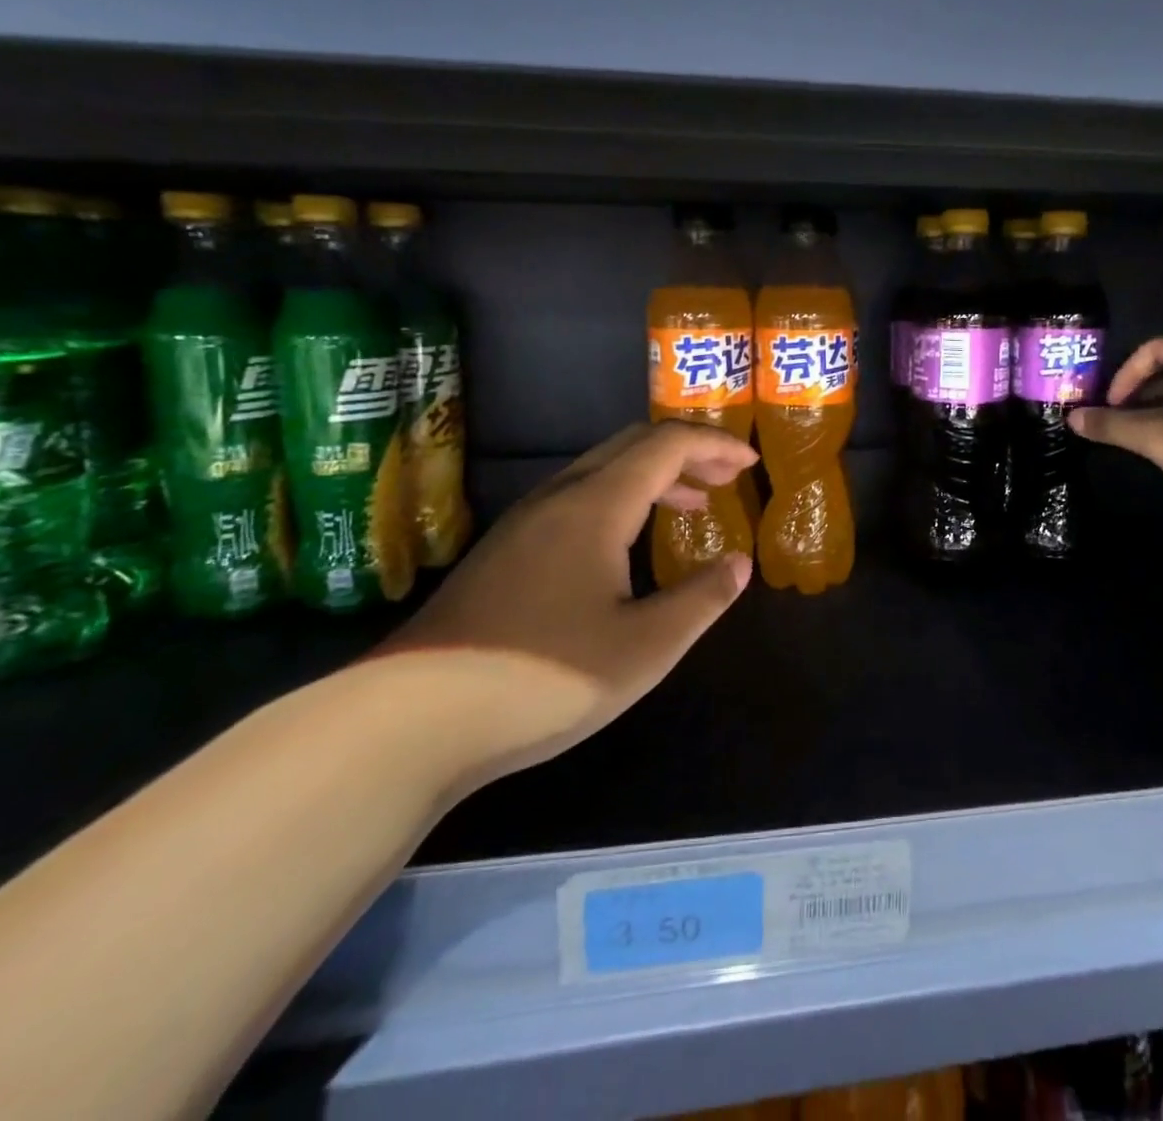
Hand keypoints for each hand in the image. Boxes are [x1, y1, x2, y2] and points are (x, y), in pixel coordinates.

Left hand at [376, 421, 758, 785]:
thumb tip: (739, 563)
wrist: (413, 718)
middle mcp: (559, 498)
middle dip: (686, 452)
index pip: (665, 445)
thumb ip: (701, 599)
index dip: (714, 445)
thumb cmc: (545, 676)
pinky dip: (620, 500)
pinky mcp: (503, 551)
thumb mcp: (644, 647)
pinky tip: (625, 546)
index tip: (749, 463)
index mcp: (597, 505)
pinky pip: (576, 498)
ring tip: (690, 505)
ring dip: (652, 476)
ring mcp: (524, 523)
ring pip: (600, 471)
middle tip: (725, 478)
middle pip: (630, 445)